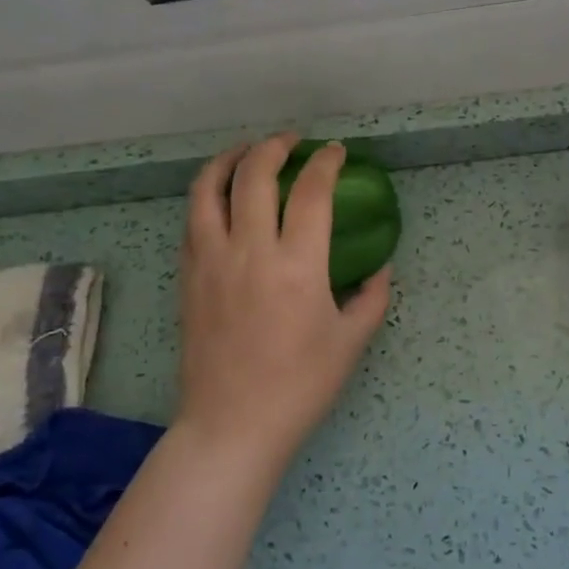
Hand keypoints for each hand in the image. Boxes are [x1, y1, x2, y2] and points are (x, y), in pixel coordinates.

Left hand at [176, 135, 391, 470]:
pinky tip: (221, 198)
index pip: (310, 192)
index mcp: (297, 266)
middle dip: (274, 147)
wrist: (232, 425)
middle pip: (253, 175)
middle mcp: (249, 252)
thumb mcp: (351, 341)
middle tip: (292, 142)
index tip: (336, 152)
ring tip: (246, 152)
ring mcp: (211, 262)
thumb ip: (373, 296)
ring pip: (207, 189)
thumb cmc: (300, 386)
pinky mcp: (188, 277)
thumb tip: (380, 266)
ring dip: (228, 159)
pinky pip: (192, 220)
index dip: (326, 163)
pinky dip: (208, 194)